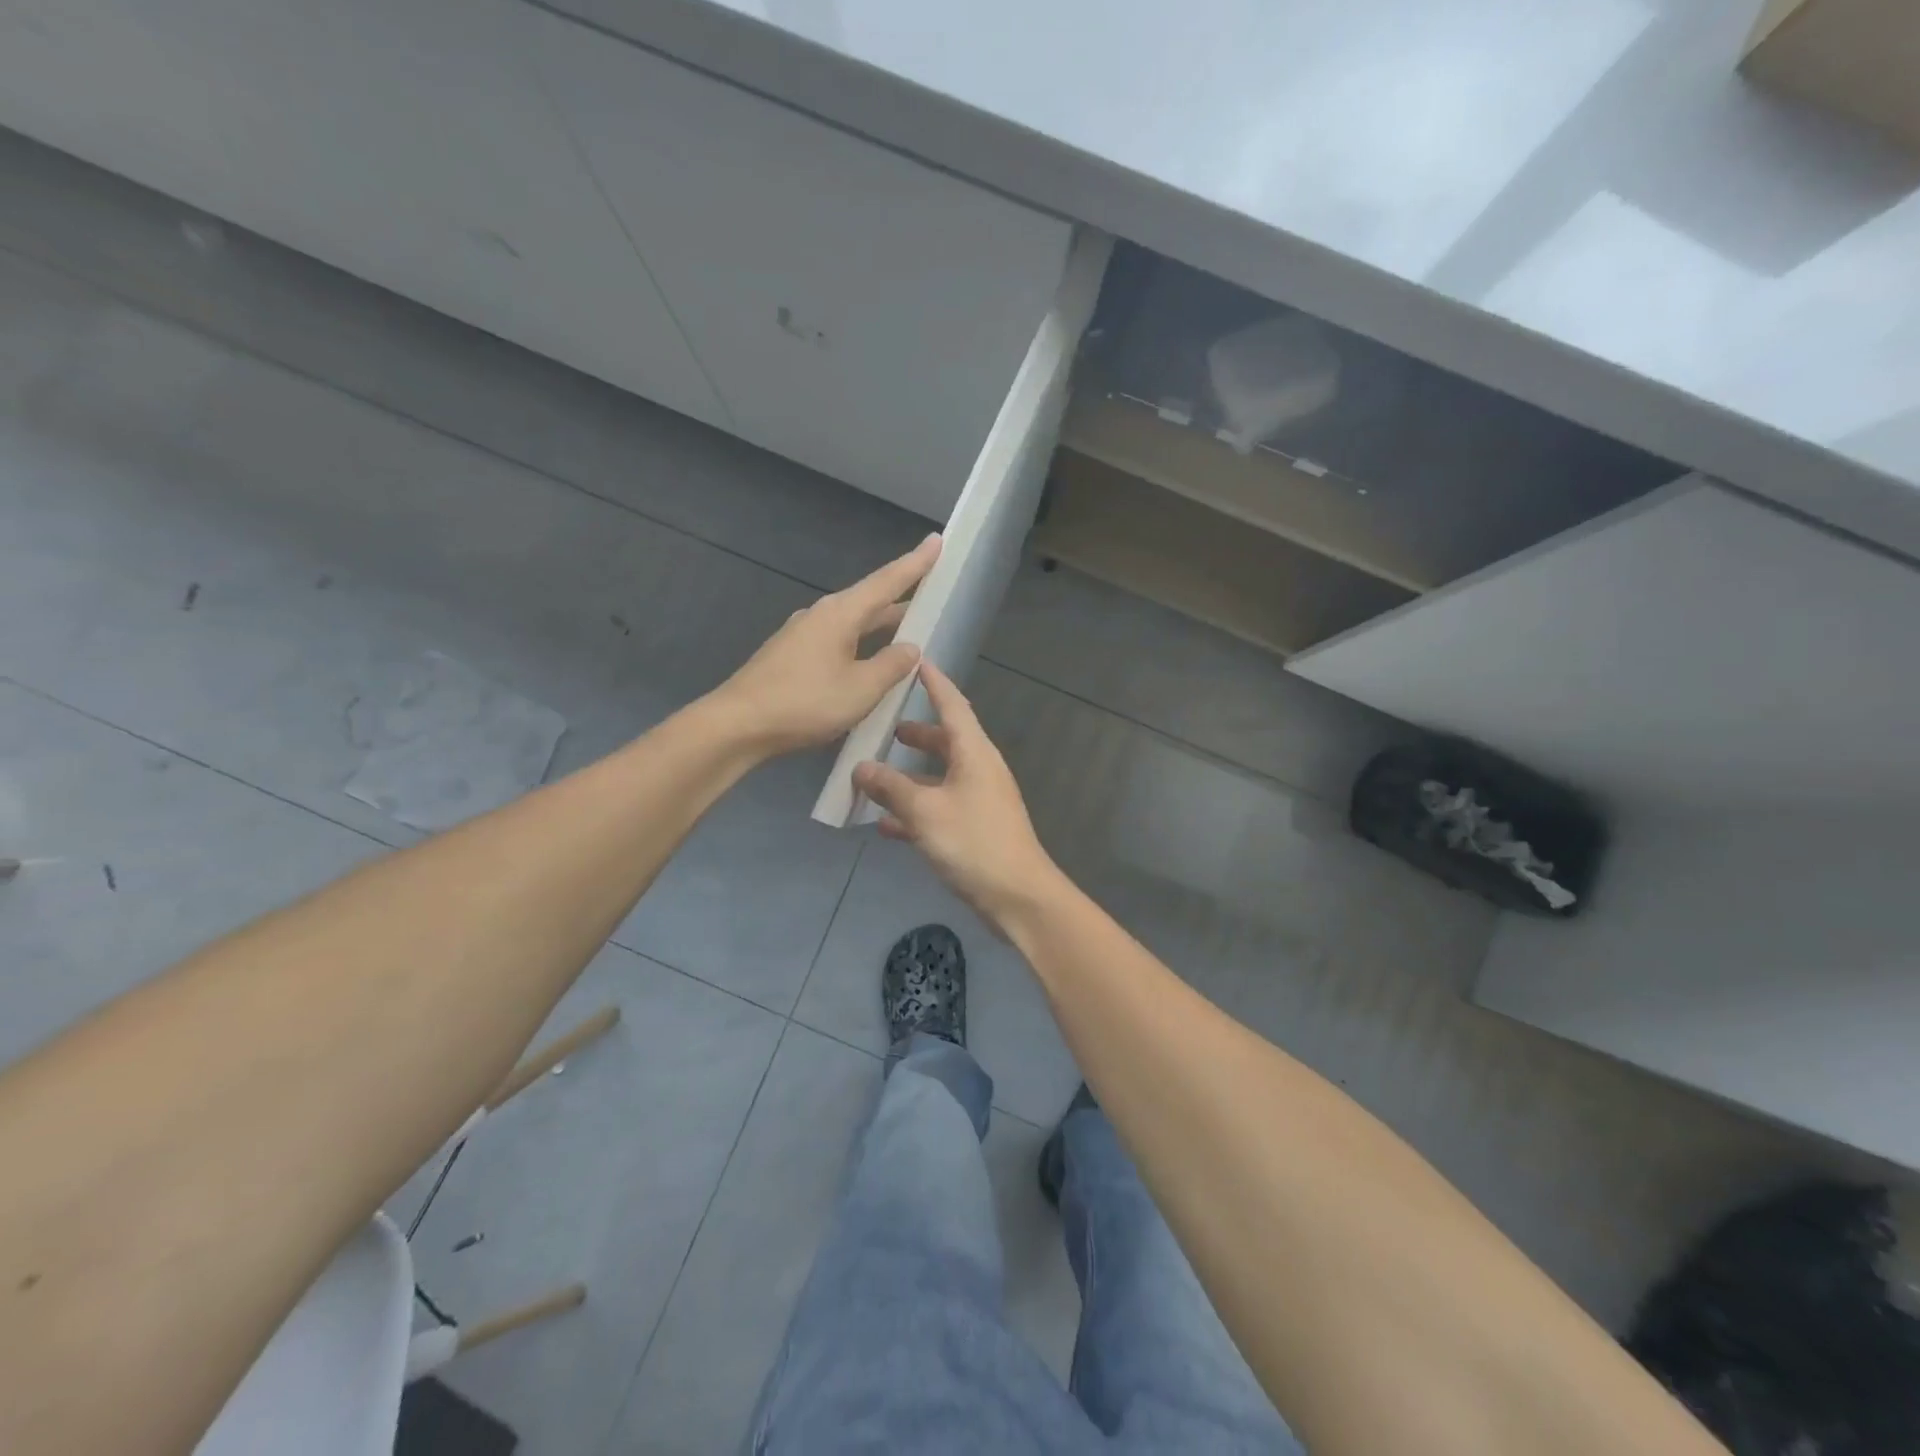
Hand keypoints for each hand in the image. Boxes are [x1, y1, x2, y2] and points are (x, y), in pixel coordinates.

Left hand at [714, 535, 939, 753]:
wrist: (738, 725)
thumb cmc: (805, 703)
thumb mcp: (861, 688)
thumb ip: (891, 665)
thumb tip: (910, 647)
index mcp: (840, 614)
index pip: (887, 582)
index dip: (915, 564)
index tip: (937, 541)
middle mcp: (820, 615)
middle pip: (869, 601)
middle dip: (901, 599)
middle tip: (930, 593)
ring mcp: (801, 635)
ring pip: (852, 624)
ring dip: (880, 626)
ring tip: (906, 631)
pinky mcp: (790, 657)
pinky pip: (836, 642)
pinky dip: (859, 645)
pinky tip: (866, 663)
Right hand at [852, 663, 1061, 929]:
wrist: (1018, 897)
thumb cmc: (973, 843)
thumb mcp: (925, 812)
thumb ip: (891, 788)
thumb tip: (861, 767)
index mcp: (974, 753)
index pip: (953, 705)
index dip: (934, 684)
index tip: (917, 662)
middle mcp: (979, 769)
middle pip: (945, 741)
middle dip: (915, 734)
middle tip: (884, 728)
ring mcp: (979, 800)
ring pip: (939, 777)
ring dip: (909, 776)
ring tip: (873, 775)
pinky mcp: (974, 828)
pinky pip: (939, 807)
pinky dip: (915, 809)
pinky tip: (885, 824)